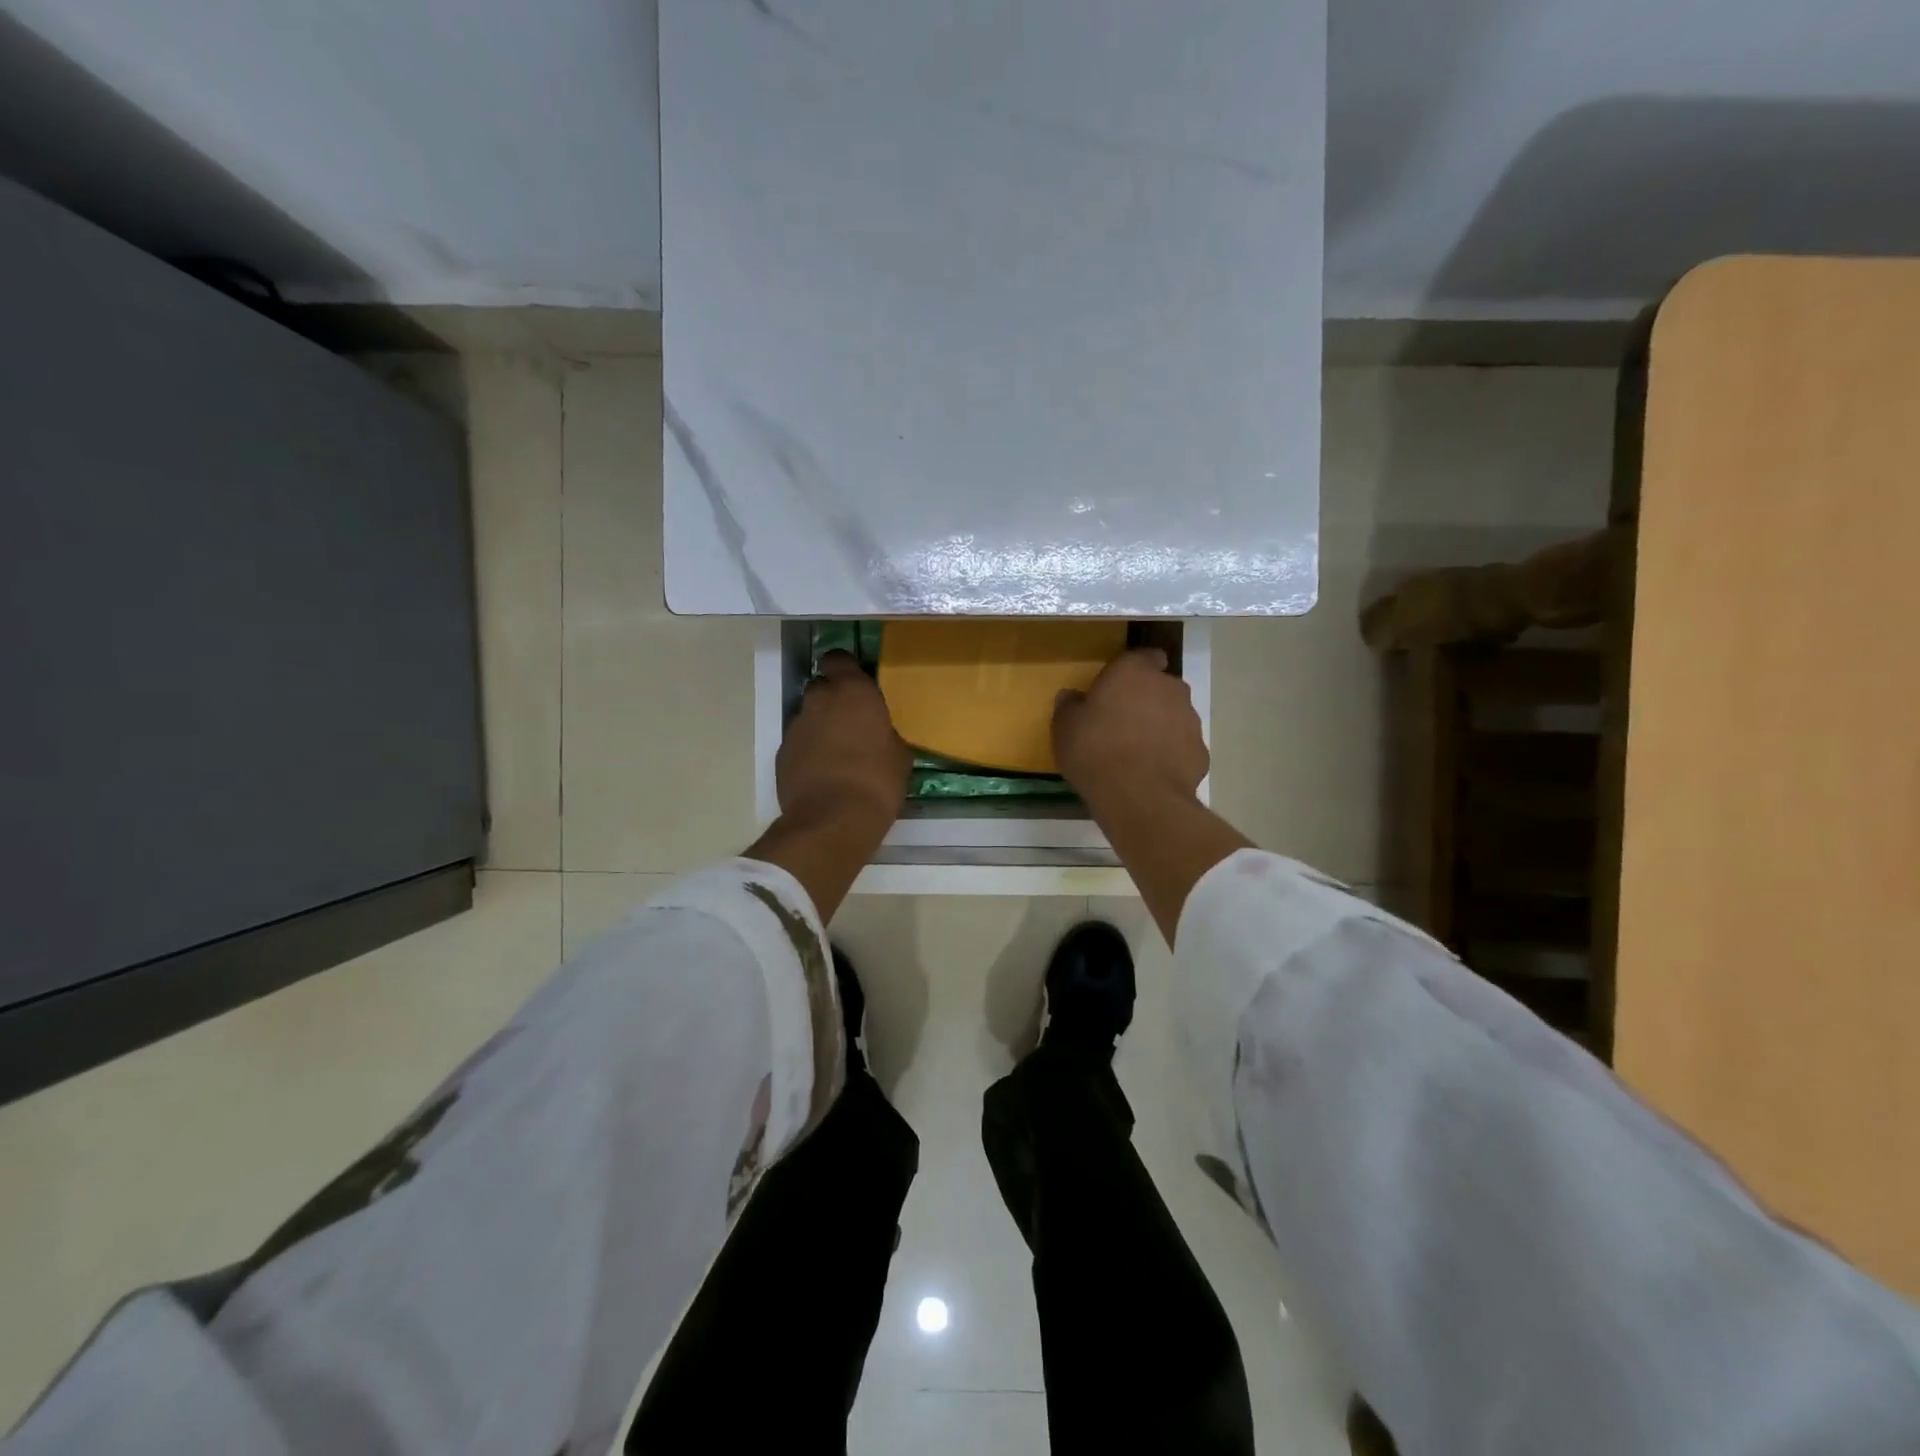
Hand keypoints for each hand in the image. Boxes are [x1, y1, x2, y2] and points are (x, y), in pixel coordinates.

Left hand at [777, 650, 911, 827]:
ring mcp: (796, 726)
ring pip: (808, 716)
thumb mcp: (899, 755)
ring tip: (837, 752)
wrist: (833, 820)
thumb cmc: (877, 781)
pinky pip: (798, 742)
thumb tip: (879, 734)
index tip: (857, 683)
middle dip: (833, 699)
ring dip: (820, 726)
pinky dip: (808, 750)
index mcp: (853, 692)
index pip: (838, 659)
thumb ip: (885, 732)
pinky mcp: (782, 753)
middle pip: (821, 687)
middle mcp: (819, 700)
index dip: (845, 669)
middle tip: (851, 721)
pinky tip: (822, 772)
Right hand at [1052, 647, 1207, 805]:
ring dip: (1160, 726)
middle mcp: (1169, 688)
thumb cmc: (1095, 750)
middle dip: (1147, 699)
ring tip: (1137, 752)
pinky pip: (1182, 746)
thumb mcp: (1065, 728)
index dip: (1135, 669)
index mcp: (1134, 672)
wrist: (1138, 796)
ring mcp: (1190, 719)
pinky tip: (1152, 772)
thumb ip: (1070, 707)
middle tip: (1123, 722)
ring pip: (1174, 715)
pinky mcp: (1201, 751)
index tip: (1120, 685)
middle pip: (1161, 686)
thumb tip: (1072, 697)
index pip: (1145, 656)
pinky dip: (1171, 754)